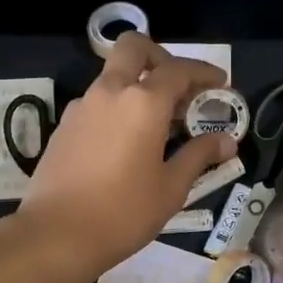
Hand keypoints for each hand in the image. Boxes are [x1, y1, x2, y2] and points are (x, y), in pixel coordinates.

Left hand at [16, 34, 237, 279]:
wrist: (56, 235)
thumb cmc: (123, 212)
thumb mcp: (171, 188)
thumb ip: (199, 156)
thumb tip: (226, 141)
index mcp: (143, 103)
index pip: (179, 70)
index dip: (204, 73)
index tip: (221, 84)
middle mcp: (110, 92)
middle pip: (134, 48)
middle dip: (161, 58)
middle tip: (180, 88)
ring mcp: (82, 107)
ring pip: (113, 75)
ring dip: (138, 85)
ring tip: (159, 123)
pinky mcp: (64, 126)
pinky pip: (97, 102)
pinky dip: (118, 107)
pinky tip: (127, 142)